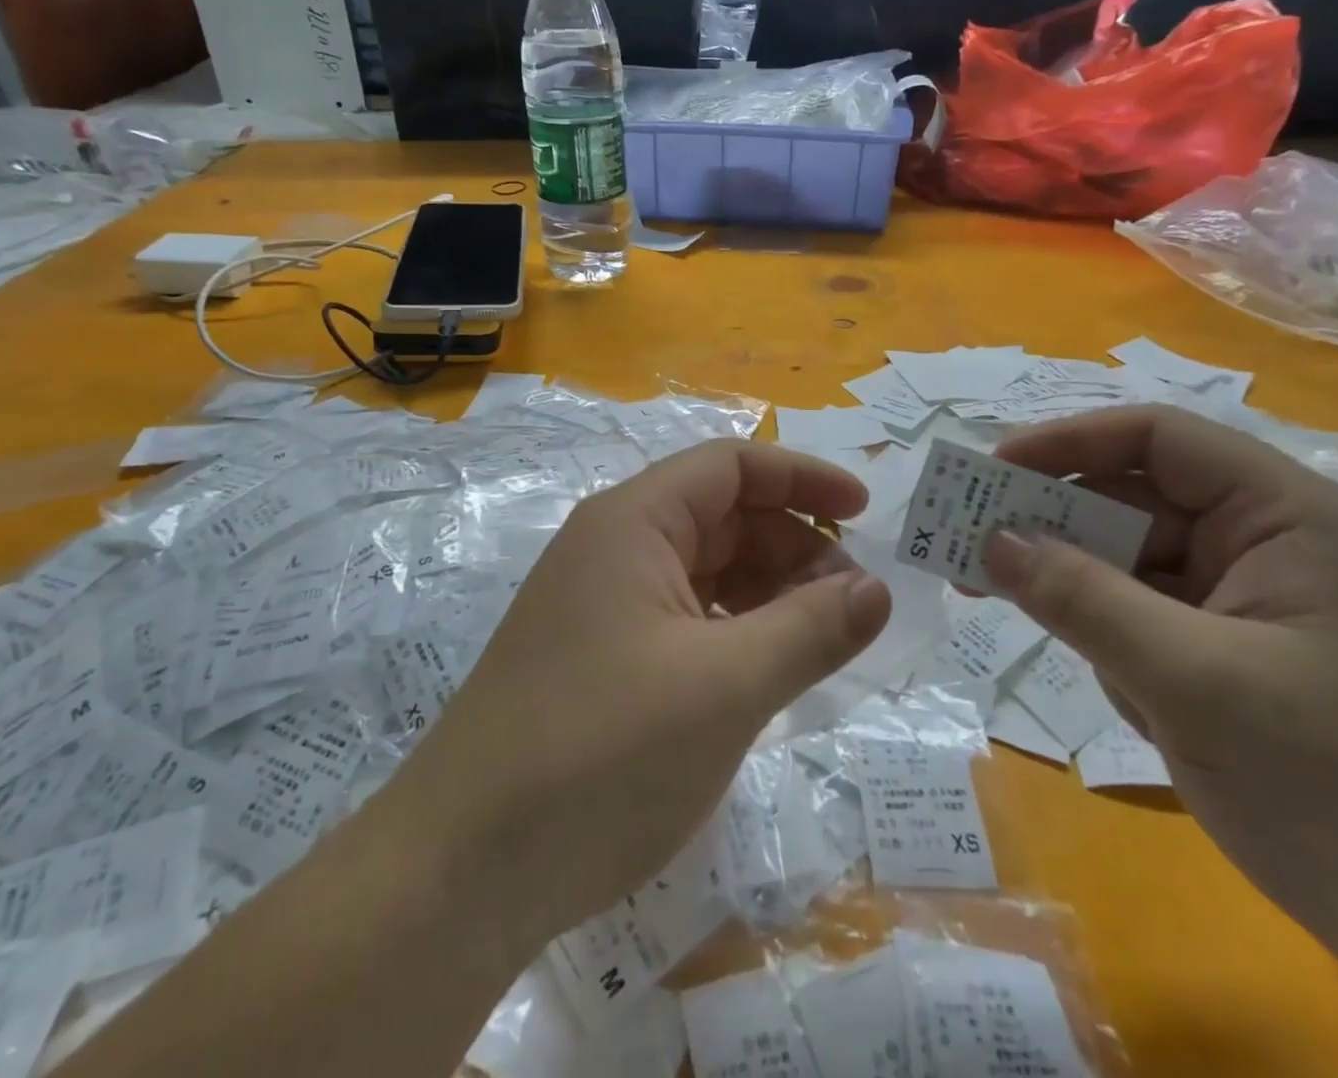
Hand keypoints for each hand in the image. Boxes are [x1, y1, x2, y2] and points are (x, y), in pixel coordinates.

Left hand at [385, 440, 890, 956]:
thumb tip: (876, 590)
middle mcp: (613, 548)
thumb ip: (810, 630)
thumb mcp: (726, 687)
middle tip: (853, 607)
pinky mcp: (598, 659)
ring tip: (821, 644)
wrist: (461, 870)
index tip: (866, 514)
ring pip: (705, 573)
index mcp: (634, 522)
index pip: (731, 466)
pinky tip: (764, 675)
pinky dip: (734, 634)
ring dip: (768, 595)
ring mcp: (601, 605)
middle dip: (794, 548)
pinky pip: (683, 621)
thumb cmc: (601, 753)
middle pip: (722, 518)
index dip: (803, 478)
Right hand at [976, 406, 1337, 1077]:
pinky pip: (1135, 613)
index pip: (1158, 438)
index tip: (987, 471)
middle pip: (1129, 497)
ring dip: (1065, 580)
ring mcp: (1242, 598)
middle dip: (1047, 518)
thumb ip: (1081, 598)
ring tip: (989, 596)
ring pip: (1123, 559)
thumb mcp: (1192, 680)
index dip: (1066, 441)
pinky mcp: (1224, 649)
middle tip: (963, 541)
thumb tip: (987, 539)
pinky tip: (1101, 677)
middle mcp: (1263, 540)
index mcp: (1286, 515)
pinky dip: (1099, 631)